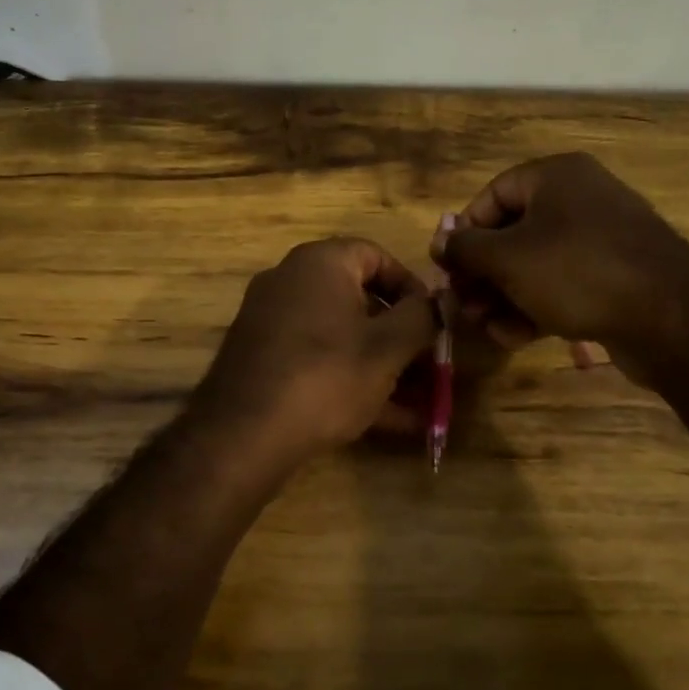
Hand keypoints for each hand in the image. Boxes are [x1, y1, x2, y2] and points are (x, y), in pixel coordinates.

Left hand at [188, 238, 438, 466]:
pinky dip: (351, 380)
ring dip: (382, 364)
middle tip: (430, 364)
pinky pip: (318, 360)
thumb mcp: (387, 348)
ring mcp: (271, 321)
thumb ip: (423, 318)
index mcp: (319, 263)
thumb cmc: (326, 375)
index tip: (434, 319)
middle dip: (400, 334)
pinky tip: (390, 420)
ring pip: (341, 336)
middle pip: (359, 299)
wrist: (243, 433)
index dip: (411, 285)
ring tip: (421, 401)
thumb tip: (445, 300)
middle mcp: (289, 282)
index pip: (375, 255)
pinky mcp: (262, 359)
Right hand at [430, 152, 688, 381]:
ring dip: (502, 297)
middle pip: (511, 233)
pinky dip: (534, 307)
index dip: (463, 233)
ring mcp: (599, 239)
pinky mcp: (612, 277)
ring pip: (533, 265)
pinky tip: (514, 337)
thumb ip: (465, 249)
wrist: (671, 318)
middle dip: (482, 274)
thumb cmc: (577, 272)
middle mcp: (578, 199)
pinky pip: (560, 285)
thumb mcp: (508, 258)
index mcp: (555, 177)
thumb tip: (438, 243)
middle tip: (463, 306)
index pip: (492, 196)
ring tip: (485, 327)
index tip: (448, 269)